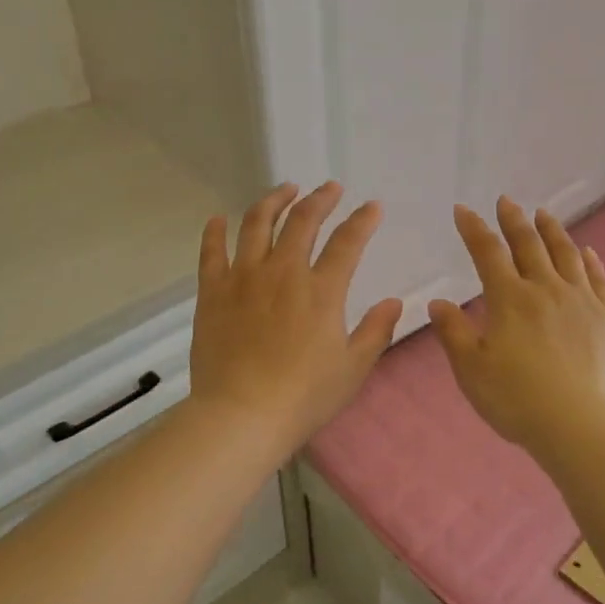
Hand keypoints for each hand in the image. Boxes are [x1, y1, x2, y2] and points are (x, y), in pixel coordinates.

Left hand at [188, 182, 403, 451]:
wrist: (241, 416)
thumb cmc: (303, 397)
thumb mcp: (352, 369)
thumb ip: (376, 331)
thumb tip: (393, 302)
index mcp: (321, 291)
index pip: (347, 242)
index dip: (362, 220)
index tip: (372, 207)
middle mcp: (283, 272)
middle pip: (302, 221)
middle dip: (320, 198)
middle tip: (329, 187)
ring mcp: (244, 278)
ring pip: (257, 224)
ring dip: (273, 201)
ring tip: (284, 189)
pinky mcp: (213, 292)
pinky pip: (211, 252)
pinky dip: (215, 231)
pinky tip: (218, 218)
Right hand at [429, 197, 604, 456]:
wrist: (580, 425)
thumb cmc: (517, 399)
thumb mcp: (471, 370)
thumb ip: (454, 333)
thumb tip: (438, 303)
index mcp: (509, 299)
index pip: (487, 252)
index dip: (473, 228)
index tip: (463, 210)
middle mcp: (546, 289)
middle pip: (528, 244)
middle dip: (514, 220)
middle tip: (506, 201)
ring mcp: (581, 301)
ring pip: (566, 254)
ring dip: (552, 230)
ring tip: (544, 213)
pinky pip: (599, 280)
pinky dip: (590, 261)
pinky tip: (587, 251)